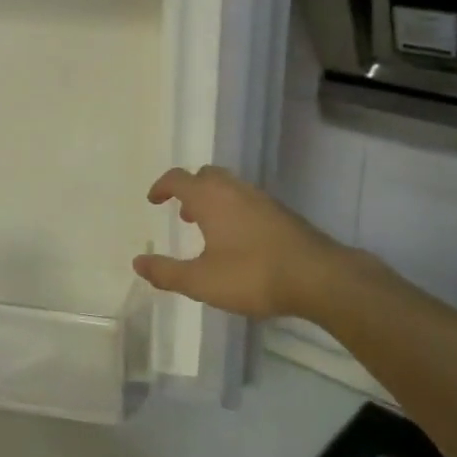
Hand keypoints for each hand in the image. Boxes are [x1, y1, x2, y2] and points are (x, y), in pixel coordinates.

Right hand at [132, 166, 345, 320]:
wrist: (318, 277)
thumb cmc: (252, 275)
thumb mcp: (201, 281)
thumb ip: (167, 272)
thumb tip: (138, 263)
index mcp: (210, 198)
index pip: (178, 179)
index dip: (162, 186)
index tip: (153, 200)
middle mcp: (234, 189)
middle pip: (206, 175)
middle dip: (190, 189)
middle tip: (182, 214)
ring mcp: (261, 198)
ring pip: (229, 186)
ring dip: (213, 200)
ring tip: (208, 230)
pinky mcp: (281, 212)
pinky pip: (247, 199)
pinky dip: (233, 209)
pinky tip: (238, 240)